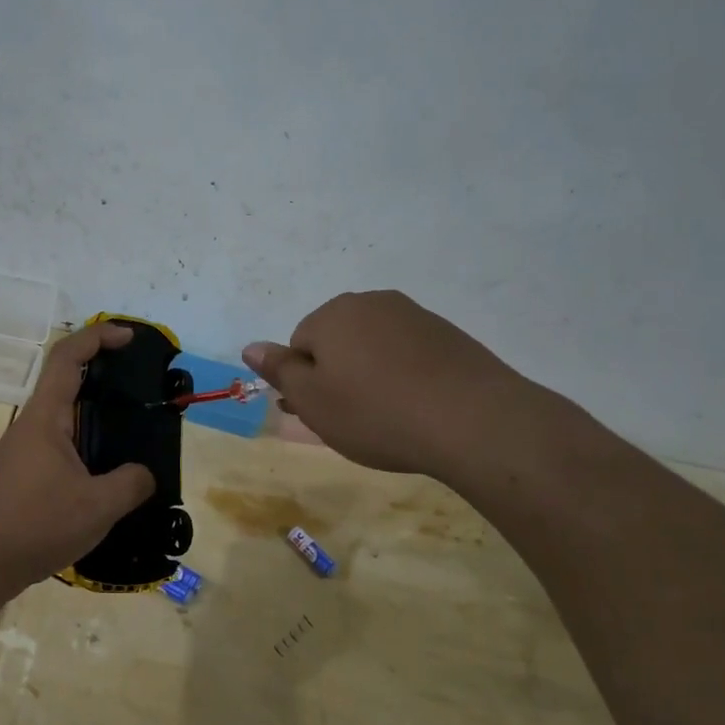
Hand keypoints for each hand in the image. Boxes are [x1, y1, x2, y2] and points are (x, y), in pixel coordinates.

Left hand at [0, 322, 155, 589]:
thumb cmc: (34, 524)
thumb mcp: (97, 506)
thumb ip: (130, 484)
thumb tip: (143, 475)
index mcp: (46, 417)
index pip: (68, 356)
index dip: (98, 337)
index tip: (129, 338)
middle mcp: (32, 426)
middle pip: (66, 383)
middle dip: (103, 377)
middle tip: (141, 390)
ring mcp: (23, 452)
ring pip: (63, 420)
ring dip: (95, 418)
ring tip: (132, 437)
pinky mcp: (21, 477)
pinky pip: (60, 448)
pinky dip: (85, 448)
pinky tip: (105, 478)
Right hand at [243, 290, 552, 479]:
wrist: (473, 421)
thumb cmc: (376, 414)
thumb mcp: (314, 400)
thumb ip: (279, 370)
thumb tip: (251, 346)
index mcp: (332, 315)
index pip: (299, 345)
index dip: (305, 383)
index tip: (321, 414)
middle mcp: (371, 303)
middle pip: (336, 341)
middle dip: (336, 375)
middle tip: (349, 419)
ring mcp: (414, 315)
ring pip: (372, 347)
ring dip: (369, 375)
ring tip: (385, 416)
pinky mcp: (448, 334)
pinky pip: (407, 354)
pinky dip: (403, 376)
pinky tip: (415, 407)